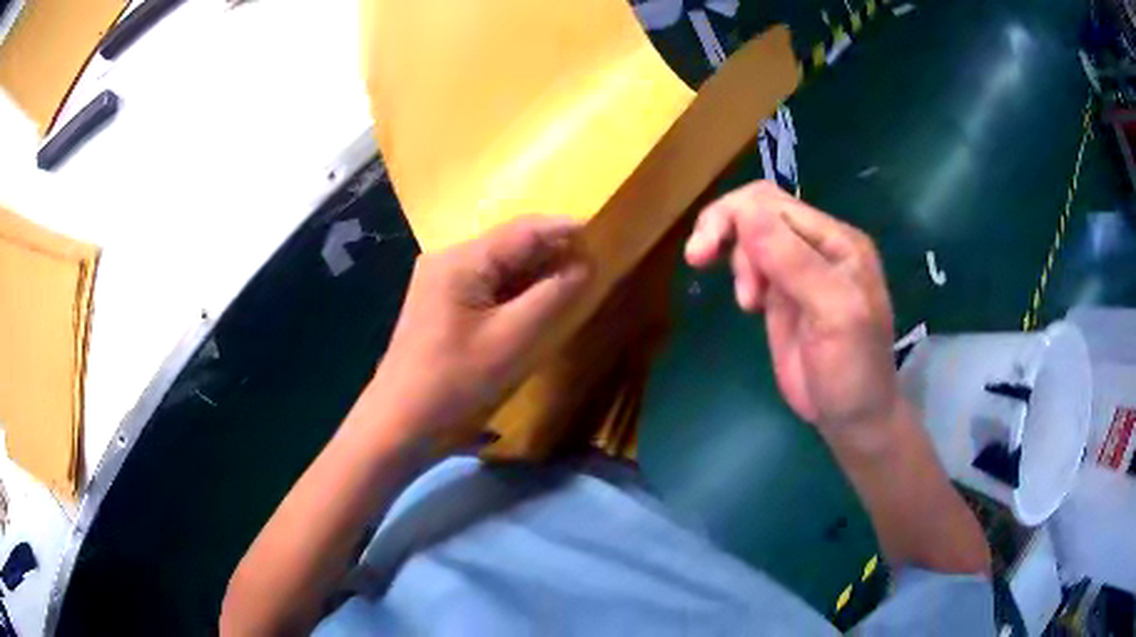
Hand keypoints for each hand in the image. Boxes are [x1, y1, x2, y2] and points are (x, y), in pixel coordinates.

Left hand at [373, 216, 590, 444]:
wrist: (399, 422)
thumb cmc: (454, 382)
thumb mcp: (512, 340)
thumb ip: (553, 296)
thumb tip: (584, 264)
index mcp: (461, 260)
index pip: (524, 230)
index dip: (566, 230)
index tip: (605, 236)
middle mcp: (448, 259)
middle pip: (510, 244)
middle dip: (553, 253)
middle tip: (594, 266)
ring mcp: (441, 280)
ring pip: (500, 265)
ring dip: (536, 273)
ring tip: (574, 283)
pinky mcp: (441, 302)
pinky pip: (487, 285)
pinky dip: (515, 290)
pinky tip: (537, 303)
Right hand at [685, 181, 900, 437]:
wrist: (853, 418)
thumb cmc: (852, 369)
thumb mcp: (834, 315)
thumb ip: (795, 262)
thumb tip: (745, 213)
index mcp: (837, 241)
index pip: (775, 204)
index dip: (734, 217)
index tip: (704, 254)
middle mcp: (819, 246)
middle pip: (759, 210)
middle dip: (725, 228)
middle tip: (698, 259)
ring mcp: (800, 270)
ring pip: (752, 234)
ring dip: (735, 256)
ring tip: (748, 302)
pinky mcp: (784, 294)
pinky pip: (754, 262)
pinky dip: (739, 270)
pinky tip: (748, 301)